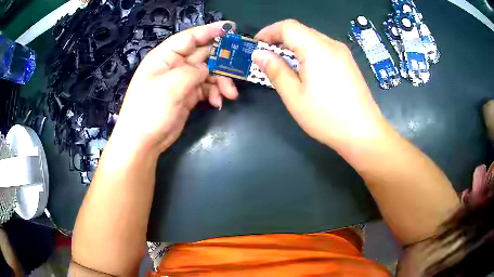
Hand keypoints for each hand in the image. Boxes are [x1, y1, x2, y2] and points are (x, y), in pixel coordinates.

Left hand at [113, 21, 237, 152]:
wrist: (143, 142)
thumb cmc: (150, 109)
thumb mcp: (172, 85)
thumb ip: (194, 71)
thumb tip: (207, 68)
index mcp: (165, 56)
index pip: (190, 37)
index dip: (211, 31)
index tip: (231, 28)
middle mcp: (174, 65)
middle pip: (203, 54)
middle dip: (222, 59)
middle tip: (241, 64)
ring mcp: (181, 81)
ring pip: (208, 73)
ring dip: (221, 81)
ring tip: (230, 94)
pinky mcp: (188, 96)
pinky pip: (206, 88)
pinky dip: (214, 93)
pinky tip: (218, 102)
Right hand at [253, 19, 389, 150]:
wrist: (364, 133)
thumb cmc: (326, 117)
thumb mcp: (294, 96)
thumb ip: (276, 70)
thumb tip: (259, 54)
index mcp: (316, 48)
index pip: (287, 26)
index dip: (269, 31)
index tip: (256, 44)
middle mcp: (332, 44)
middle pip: (301, 30)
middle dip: (280, 38)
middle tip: (268, 56)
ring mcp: (343, 53)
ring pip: (313, 38)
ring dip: (295, 45)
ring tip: (285, 63)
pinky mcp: (349, 62)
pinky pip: (324, 48)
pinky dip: (309, 52)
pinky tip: (306, 69)